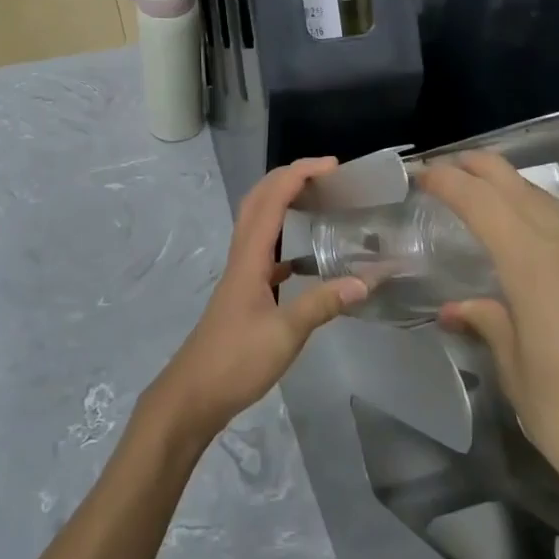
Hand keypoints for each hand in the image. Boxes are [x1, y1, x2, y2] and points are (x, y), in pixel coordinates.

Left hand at [146, 157, 366, 443]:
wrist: (194, 393)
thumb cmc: (235, 361)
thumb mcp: (285, 335)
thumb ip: (322, 305)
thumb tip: (365, 281)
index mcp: (250, 256)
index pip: (273, 198)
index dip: (299, 174)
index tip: (332, 166)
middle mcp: (242, 255)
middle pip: (259, 199)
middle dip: (289, 176)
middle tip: (325, 174)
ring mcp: (240, 273)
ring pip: (258, 221)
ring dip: (282, 201)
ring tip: (315, 199)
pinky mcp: (243, 291)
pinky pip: (263, 249)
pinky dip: (282, 239)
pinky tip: (303, 258)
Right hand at [416, 153, 558, 530]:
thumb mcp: (516, 374)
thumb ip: (489, 324)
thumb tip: (460, 307)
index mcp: (537, 267)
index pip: (483, 203)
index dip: (449, 181)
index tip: (424, 174)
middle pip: (524, 190)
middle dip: (485, 170)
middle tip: (455, 165)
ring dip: (525, 199)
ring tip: (499, 202)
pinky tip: (558, 262)